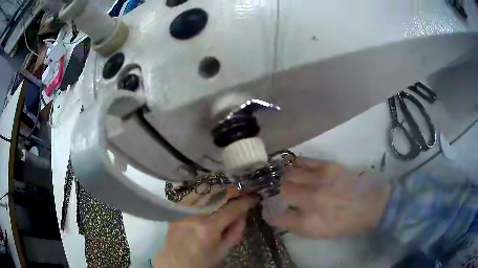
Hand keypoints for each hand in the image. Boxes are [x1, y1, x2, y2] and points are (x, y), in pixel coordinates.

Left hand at [152, 187, 258, 267]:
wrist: (175, 264)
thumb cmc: (202, 262)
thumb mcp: (223, 251)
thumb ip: (235, 231)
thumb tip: (243, 214)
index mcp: (208, 229)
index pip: (232, 209)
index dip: (246, 202)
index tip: (254, 198)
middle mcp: (195, 215)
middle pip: (218, 195)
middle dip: (233, 191)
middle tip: (243, 191)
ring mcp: (183, 211)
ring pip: (204, 191)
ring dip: (219, 189)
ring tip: (228, 192)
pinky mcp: (176, 211)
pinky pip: (191, 195)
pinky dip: (203, 193)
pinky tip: (210, 195)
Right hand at [267, 157, 390, 237]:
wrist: (371, 205)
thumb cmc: (346, 224)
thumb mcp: (320, 233)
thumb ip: (298, 225)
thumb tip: (282, 216)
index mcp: (308, 222)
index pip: (278, 217)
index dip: (270, 214)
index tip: (267, 211)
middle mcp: (309, 200)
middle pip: (282, 189)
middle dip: (277, 190)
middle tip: (280, 191)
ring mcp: (318, 181)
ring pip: (290, 173)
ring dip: (285, 176)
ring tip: (287, 178)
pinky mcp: (327, 167)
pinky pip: (303, 161)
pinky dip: (296, 164)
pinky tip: (295, 167)